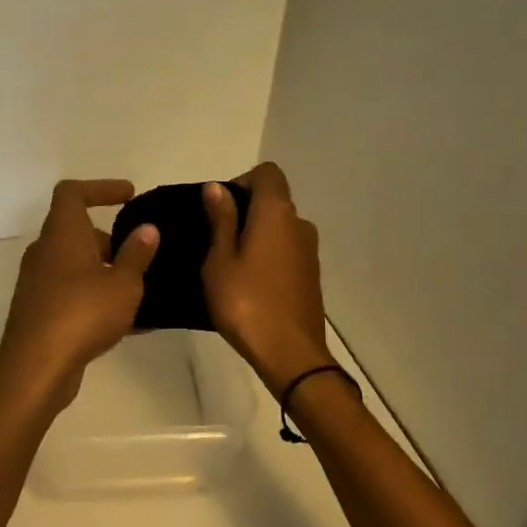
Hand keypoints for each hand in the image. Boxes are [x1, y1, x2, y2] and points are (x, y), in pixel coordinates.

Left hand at [0, 179, 158, 418]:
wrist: (36, 368)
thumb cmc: (83, 313)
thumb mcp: (124, 283)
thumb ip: (137, 254)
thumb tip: (147, 228)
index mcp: (61, 234)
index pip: (72, 193)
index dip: (100, 188)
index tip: (129, 195)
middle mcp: (45, 252)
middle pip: (75, 231)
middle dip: (109, 240)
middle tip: (140, 254)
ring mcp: (38, 283)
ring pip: (75, 265)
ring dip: (105, 271)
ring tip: (141, 289)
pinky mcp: (39, 311)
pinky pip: (73, 294)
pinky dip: (97, 298)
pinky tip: (130, 323)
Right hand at [202, 163, 331, 392]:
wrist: (290, 354)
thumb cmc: (246, 302)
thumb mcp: (220, 260)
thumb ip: (221, 220)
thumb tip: (217, 188)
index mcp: (276, 213)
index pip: (267, 173)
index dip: (242, 181)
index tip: (220, 208)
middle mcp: (299, 224)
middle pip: (274, 199)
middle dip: (245, 209)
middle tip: (215, 238)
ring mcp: (309, 250)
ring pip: (280, 227)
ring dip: (257, 234)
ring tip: (229, 262)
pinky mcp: (310, 275)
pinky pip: (286, 249)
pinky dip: (268, 254)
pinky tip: (248, 281)